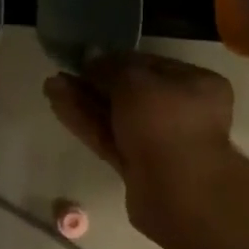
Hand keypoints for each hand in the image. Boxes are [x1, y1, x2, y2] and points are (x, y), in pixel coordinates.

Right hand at [43, 53, 236, 234]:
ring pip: (117, 117)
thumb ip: (110, 67)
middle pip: (132, 93)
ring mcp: (160, 142)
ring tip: (51, 85)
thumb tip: (91, 56)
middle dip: (95, 82)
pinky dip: (86, 123)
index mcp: (197, 85)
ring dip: (84, 101)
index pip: (152, 65)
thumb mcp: (135, 82)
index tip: (86, 57)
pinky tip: (58, 105)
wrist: (178, 192)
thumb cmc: (165, 122)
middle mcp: (182, 112)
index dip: (117, 60)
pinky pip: (110, 139)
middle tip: (62, 72)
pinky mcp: (138, 167)